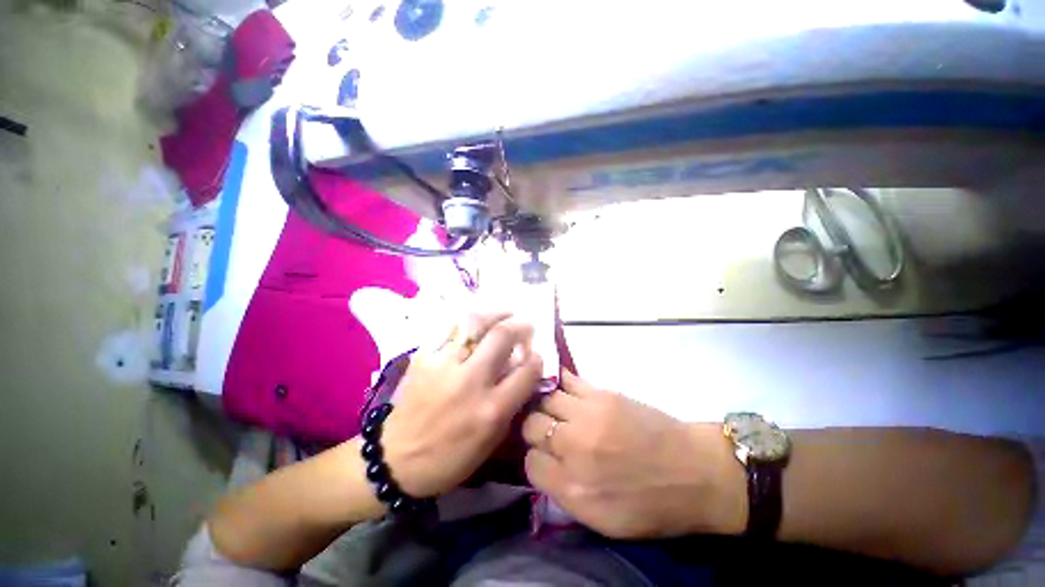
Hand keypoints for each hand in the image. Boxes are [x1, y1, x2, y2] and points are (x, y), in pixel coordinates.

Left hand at [382, 312, 542, 497]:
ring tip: (504, 313)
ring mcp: (444, 365)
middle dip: (519, 325)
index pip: (526, 371)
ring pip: (475, 323)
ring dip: (495, 314)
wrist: (396, 460)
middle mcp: (470, 381)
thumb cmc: (451, 457)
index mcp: (491, 409)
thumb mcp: (492, 440)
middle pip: (501, 336)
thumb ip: (511, 402)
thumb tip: (522, 370)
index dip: (537, 358)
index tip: (536, 354)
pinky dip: (467, 320)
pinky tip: (475, 322)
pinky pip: (449, 327)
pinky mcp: (423, 357)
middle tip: (525, 323)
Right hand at [522, 371, 745, 538]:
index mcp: (572, 488)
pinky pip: (567, 380)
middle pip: (531, 425)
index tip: (546, 458)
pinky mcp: (602, 393)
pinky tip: (564, 391)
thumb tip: (544, 464)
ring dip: (546, 406)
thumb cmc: (651, 505)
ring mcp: (587, 415)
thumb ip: (564, 493)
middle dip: (534, 429)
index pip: (530, 463)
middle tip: (548, 432)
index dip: (535, 459)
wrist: (694, 471)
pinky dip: (561, 385)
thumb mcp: (602, 521)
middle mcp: (573, 447)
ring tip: (556, 410)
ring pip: (545, 399)